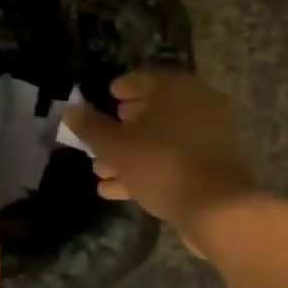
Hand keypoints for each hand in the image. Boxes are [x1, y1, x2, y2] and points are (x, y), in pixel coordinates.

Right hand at [65, 71, 260, 243]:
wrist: (216, 208)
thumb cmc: (161, 164)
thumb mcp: (116, 146)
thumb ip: (91, 127)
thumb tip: (72, 111)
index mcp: (177, 89)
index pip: (144, 78)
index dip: (122, 88)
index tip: (106, 97)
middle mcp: (197, 105)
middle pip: (154, 111)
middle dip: (123, 126)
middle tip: (101, 136)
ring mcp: (208, 137)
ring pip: (162, 140)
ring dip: (131, 153)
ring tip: (100, 170)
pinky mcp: (212, 167)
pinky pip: (174, 161)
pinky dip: (148, 169)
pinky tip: (116, 189)